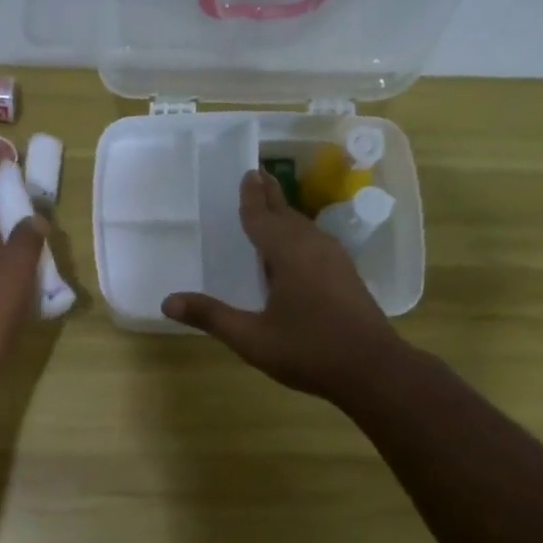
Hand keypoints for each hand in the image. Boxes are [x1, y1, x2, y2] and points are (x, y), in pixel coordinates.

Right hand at [164, 169, 407, 402]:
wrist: (374, 369)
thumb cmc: (309, 351)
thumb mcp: (252, 339)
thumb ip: (211, 317)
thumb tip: (168, 301)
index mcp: (289, 254)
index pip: (263, 218)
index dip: (252, 198)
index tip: (247, 173)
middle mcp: (313, 247)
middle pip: (287, 214)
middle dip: (270, 197)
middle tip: (257, 176)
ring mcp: (335, 260)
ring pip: (305, 228)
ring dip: (286, 214)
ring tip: (272, 207)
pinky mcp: (347, 275)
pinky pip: (316, 242)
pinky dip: (299, 234)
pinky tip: (297, 248)